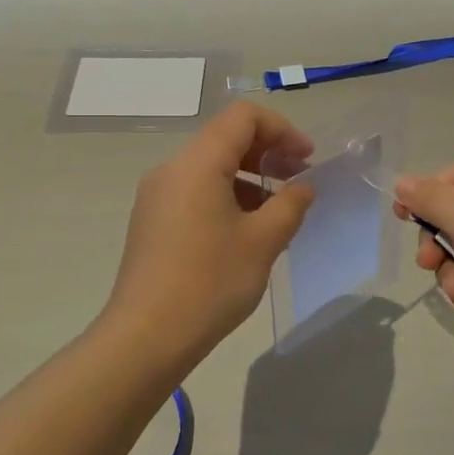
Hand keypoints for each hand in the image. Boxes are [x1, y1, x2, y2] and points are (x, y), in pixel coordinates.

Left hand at [102, 103, 315, 362]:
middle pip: (225, 138)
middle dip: (268, 153)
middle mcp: (172, 169)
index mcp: (197, 163)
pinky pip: (196, 191)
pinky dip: (228, 197)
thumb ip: (291, 205)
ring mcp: (158, 196)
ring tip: (278, 213)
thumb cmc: (210, 282)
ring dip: (250, 178)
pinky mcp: (153, 221)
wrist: (146, 336)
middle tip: (299, 182)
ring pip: (211, 167)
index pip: (243, 118)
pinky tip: (248, 232)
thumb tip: (303, 187)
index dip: (282, 130)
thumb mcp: (263, 241)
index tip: (307, 160)